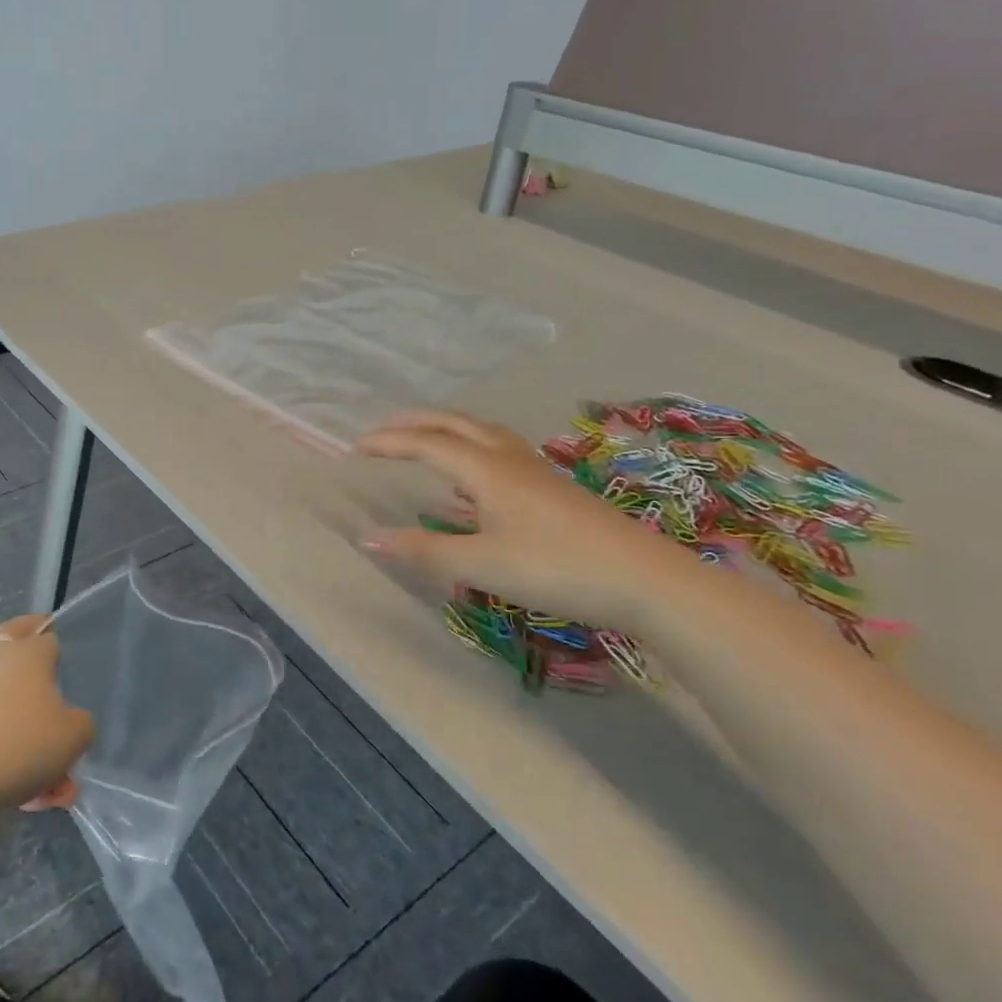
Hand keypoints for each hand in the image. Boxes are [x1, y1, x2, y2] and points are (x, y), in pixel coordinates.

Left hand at [0, 615, 95, 812]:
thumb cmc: (16, 742)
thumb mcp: (73, 736)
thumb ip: (81, 726)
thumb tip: (72, 723)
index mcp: (29, 654)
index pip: (45, 633)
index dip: (56, 641)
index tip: (66, 656)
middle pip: (17, 660)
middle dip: (38, 681)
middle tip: (54, 696)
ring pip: (7, 713)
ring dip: (29, 743)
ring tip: (52, 791)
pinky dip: (7, 764)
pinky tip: (25, 801)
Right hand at [356, 410, 698, 632]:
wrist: (646, 580)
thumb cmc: (555, 567)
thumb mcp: (480, 563)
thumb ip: (423, 549)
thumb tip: (368, 537)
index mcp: (487, 469)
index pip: (427, 444)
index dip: (389, 442)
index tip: (355, 448)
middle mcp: (509, 459)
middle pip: (456, 425)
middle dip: (416, 422)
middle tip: (383, 429)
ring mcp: (537, 472)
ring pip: (484, 433)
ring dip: (447, 429)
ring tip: (426, 440)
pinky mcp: (554, 488)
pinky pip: (501, 451)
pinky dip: (473, 448)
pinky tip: (476, 477)